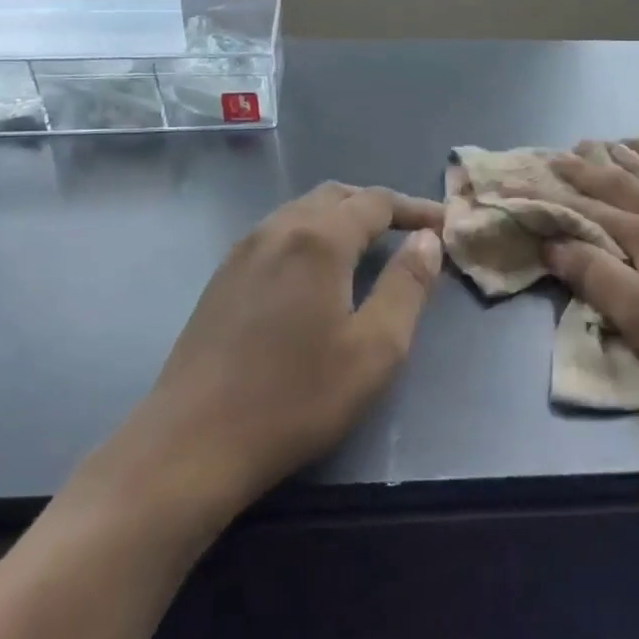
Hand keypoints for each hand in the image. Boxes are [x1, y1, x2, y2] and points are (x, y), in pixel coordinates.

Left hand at [111, 183, 444, 519]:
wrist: (193, 442)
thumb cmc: (297, 397)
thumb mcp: (375, 348)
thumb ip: (407, 286)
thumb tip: (427, 241)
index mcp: (317, 240)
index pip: (375, 202)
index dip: (414, 208)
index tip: (444, 224)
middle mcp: (276, 230)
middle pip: (334, 196)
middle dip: (377, 206)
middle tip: (410, 231)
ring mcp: (241, 253)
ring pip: (300, 212)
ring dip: (341, 218)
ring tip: (369, 247)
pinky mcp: (221, 278)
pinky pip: (276, 235)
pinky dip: (309, 236)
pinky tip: (316, 272)